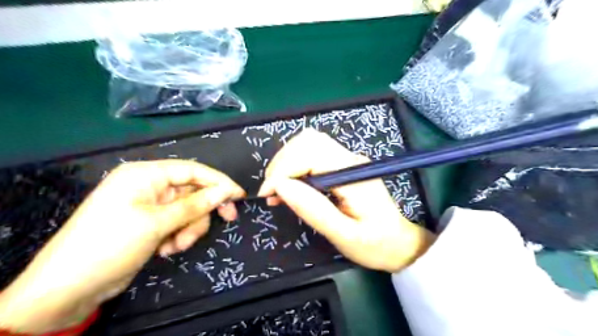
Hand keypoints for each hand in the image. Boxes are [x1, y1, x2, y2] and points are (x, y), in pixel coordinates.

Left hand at [0, 159, 244, 333]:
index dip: (219, 181)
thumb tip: (227, 190)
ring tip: (175, 246)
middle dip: (203, 211)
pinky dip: (179, 235)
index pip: (193, 170)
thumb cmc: (111, 244)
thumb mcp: (158, 223)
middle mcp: (149, 185)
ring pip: (188, 210)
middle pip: (193, 191)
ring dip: (189, 228)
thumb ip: (196, 204)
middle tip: (228, 219)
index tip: (239, 195)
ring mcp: (150, 205)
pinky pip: (178, 222)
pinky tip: (166, 249)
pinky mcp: (150, 222)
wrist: (67, 288)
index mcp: (146, 174)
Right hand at [259, 129, 435, 272]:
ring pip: (308, 144)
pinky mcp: (342, 165)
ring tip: (278, 191)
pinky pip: (312, 155)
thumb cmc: (375, 244)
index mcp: (353, 173)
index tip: (268, 194)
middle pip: (308, 141)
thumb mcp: (344, 235)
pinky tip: (289, 187)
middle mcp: (350, 159)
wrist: (399, 243)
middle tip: (271, 193)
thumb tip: (280, 187)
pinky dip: (295, 167)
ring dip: (287, 163)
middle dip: (282, 163)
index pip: (310, 154)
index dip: (283, 169)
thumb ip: (313, 209)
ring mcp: (347, 160)